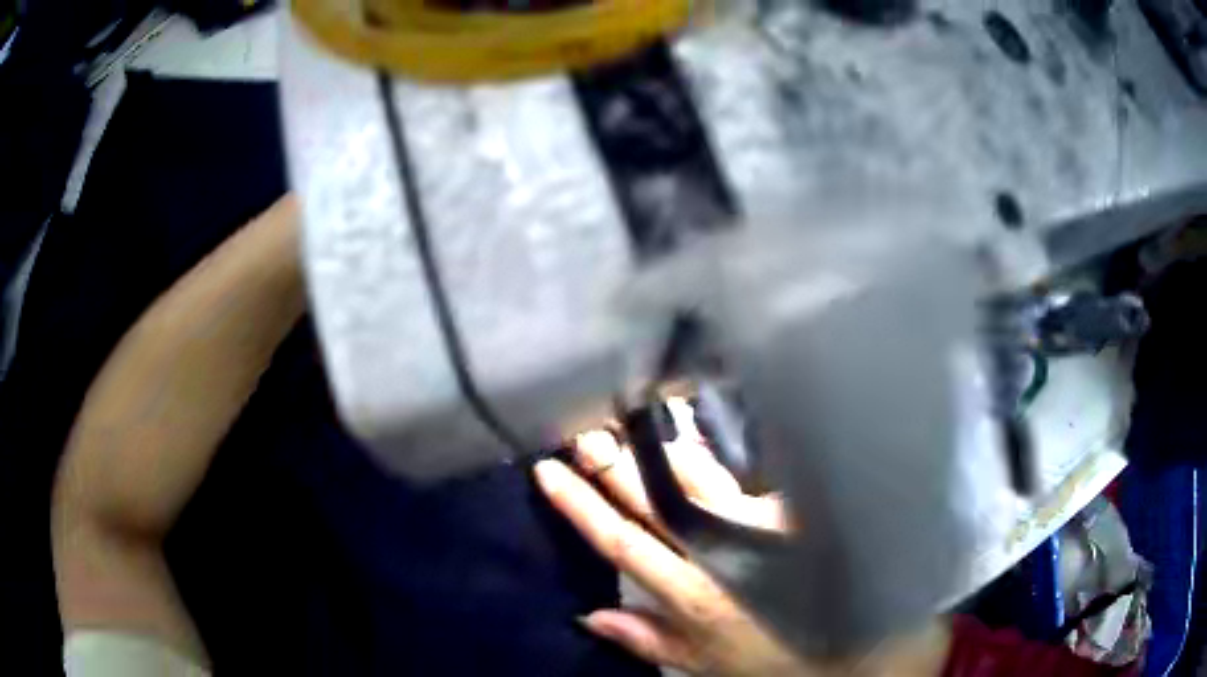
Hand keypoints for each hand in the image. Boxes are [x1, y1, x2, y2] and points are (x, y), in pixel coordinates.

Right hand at [534, 399, 949, 676]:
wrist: (860, 642)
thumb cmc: (776, 658)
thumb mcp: (705, 665)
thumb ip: (649, 639)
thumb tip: (589, 615)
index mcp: (693, 592)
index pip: (622, 540)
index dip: (579, 506)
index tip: (548, 469)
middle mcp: (722, 549)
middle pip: (653, 497)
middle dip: (611, 461)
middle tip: (581, 426)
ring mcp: (762, 521)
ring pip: (698, 473)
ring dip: (660, 444)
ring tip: (631, 413)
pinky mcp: (793, 506)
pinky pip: (746, 470)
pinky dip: (716, 450)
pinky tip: (697, 425)